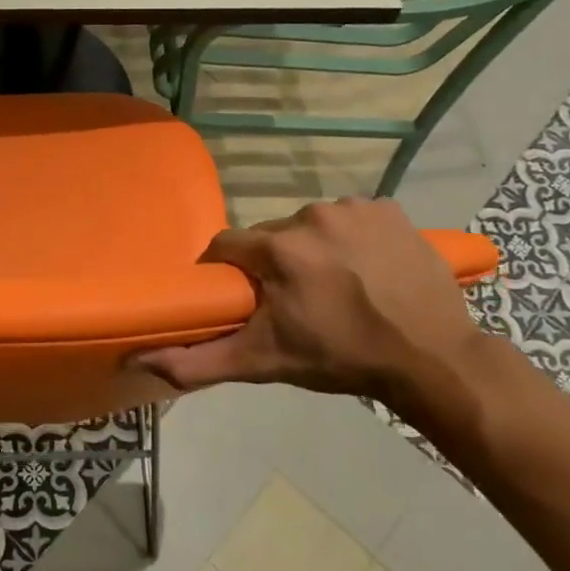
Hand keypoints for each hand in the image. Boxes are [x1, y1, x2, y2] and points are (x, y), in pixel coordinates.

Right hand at [133, 199, 483, 401]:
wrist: (431, 357)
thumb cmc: (340, 359)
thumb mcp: (263, 363)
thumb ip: (197, 362)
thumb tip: (138, 361)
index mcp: (277, 248)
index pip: (227, 247)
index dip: (228, 273)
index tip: (241, 298)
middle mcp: (311, 215)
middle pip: (270, 237)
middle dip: (272, 265)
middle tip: (291, 302)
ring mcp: (354, 208)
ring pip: (308, 225)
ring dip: (311, 250)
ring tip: (332, 287)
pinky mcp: (389, 208)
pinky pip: (350, 218)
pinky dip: (349, 238)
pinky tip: (364, 268)